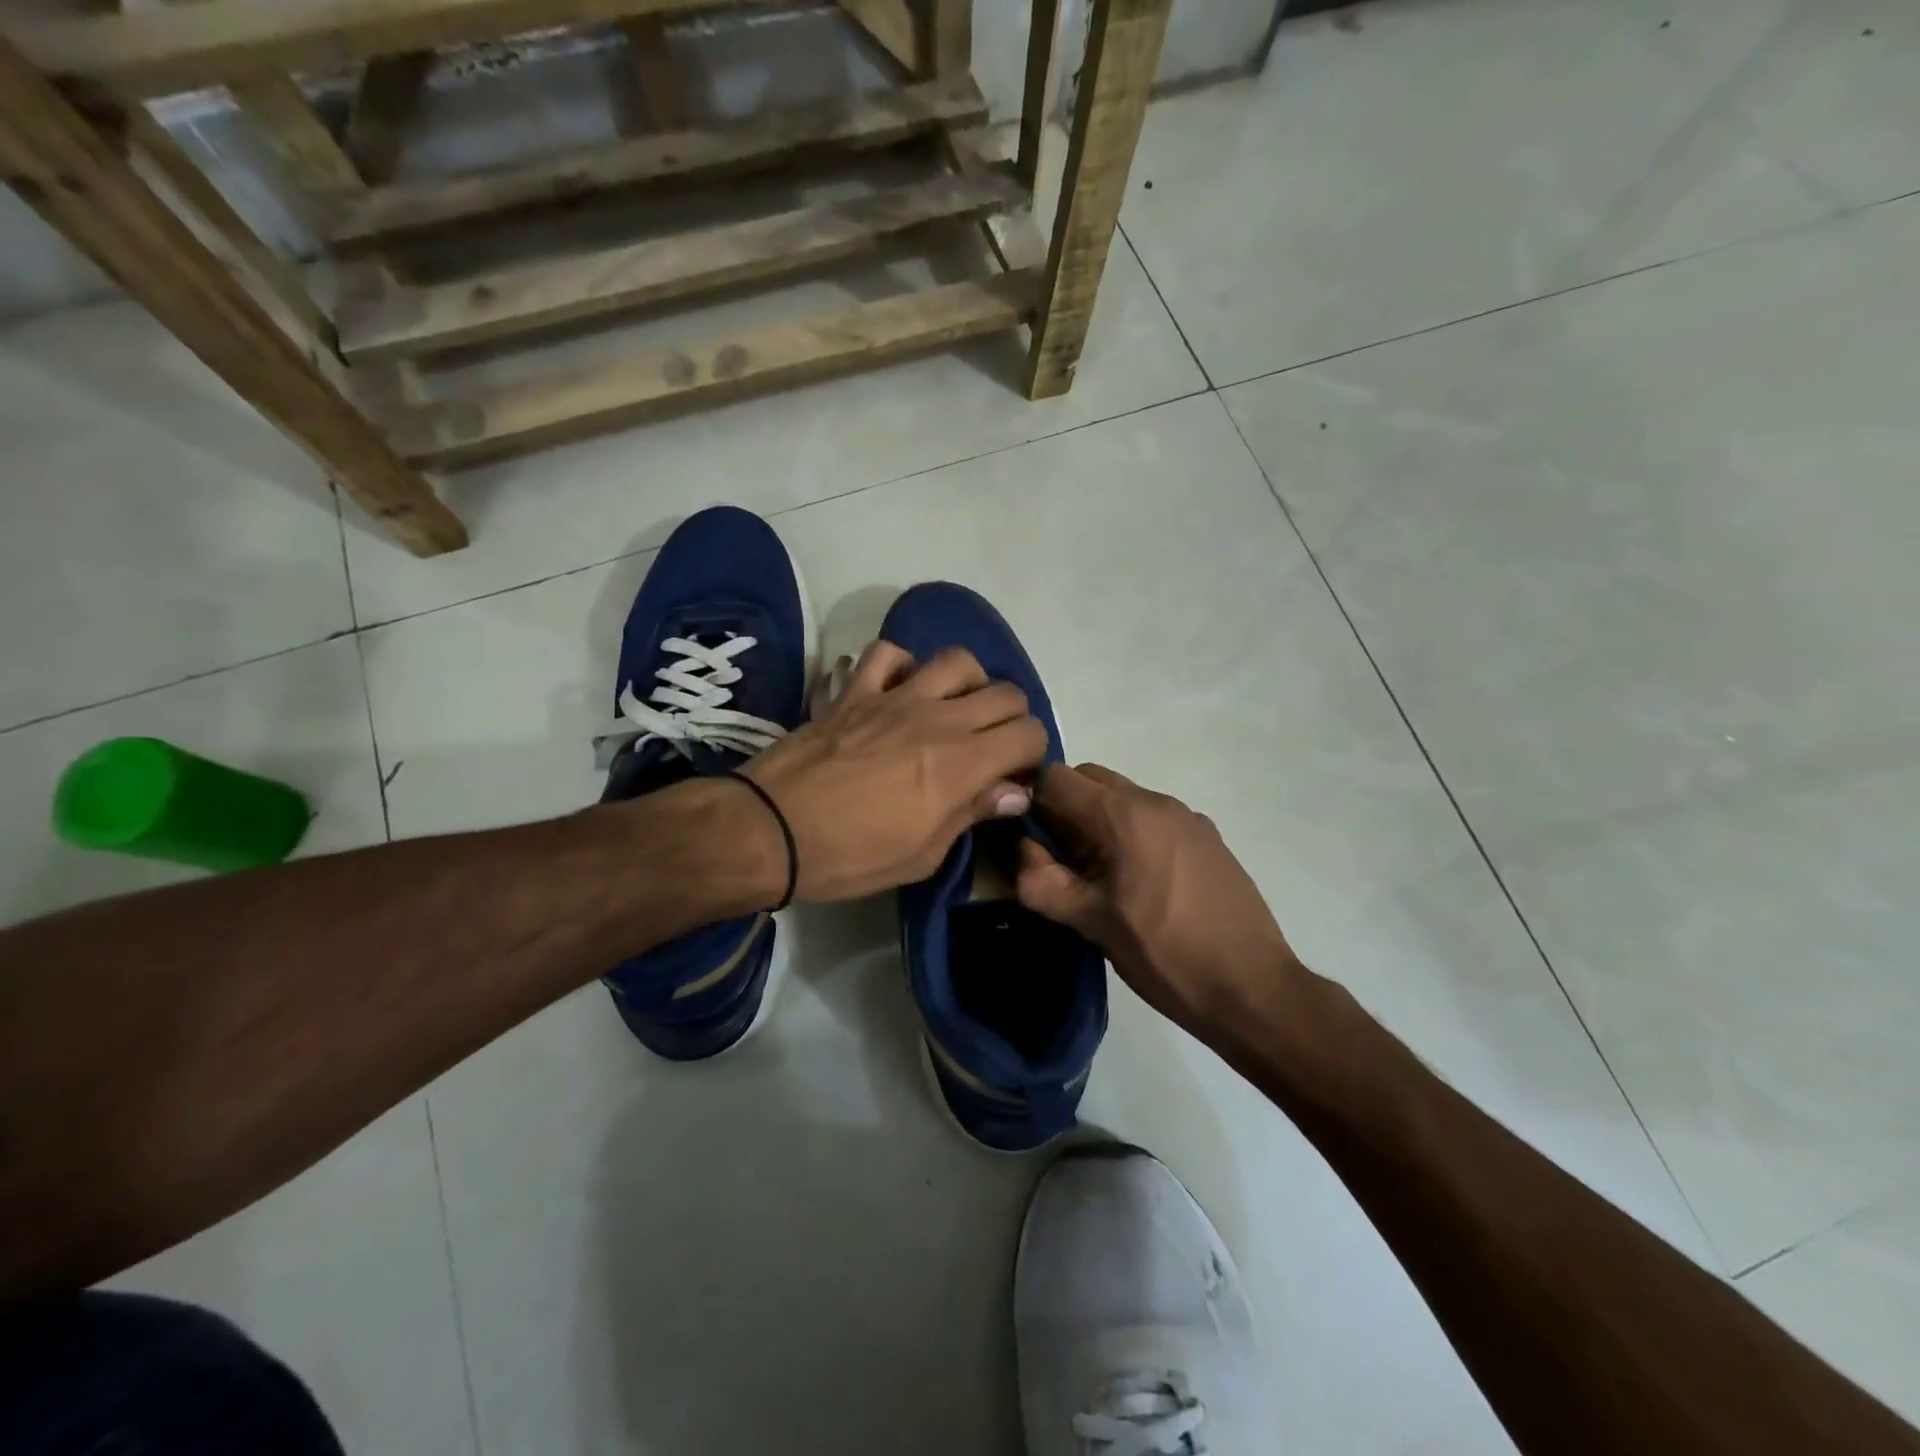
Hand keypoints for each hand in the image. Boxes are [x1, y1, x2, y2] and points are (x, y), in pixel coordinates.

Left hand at [744, 641, 1049, 901]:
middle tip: (991, 749)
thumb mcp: (923, 855)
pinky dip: (901, 666)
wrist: (770, 831)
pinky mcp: (854, 691)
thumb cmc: (852, 856)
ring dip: (968, 683)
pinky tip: (898, 690)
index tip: (1013, 780)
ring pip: (955, 660)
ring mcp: (894, 697)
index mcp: (962, 763)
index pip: (1028, 733)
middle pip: (1005, 692)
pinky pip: (887, 654)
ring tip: (954, 710)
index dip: (1031, 756)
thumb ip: (972, 813)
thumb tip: (1013, 792)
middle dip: (1012, 720)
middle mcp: (938, 718)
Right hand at [1015, 763, 1298, 1033]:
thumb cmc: (1164, 954)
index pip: (1054, 777)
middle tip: (1060, 860)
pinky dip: (1130, 832)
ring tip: (1100, 876)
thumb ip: (1041, 881)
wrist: (1253, 988)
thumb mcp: (1091, 922)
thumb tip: (1021, 851)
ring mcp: (1187, 816)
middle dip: (1063, 808)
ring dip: (1097, 821)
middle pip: (1089, 780)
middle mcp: (1156, 800)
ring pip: (1122, 797)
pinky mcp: (1207, 836)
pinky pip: (1152, 817)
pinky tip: (1140, 883)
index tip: (1027, 841)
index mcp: (1123, 814)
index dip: (1029, 802)